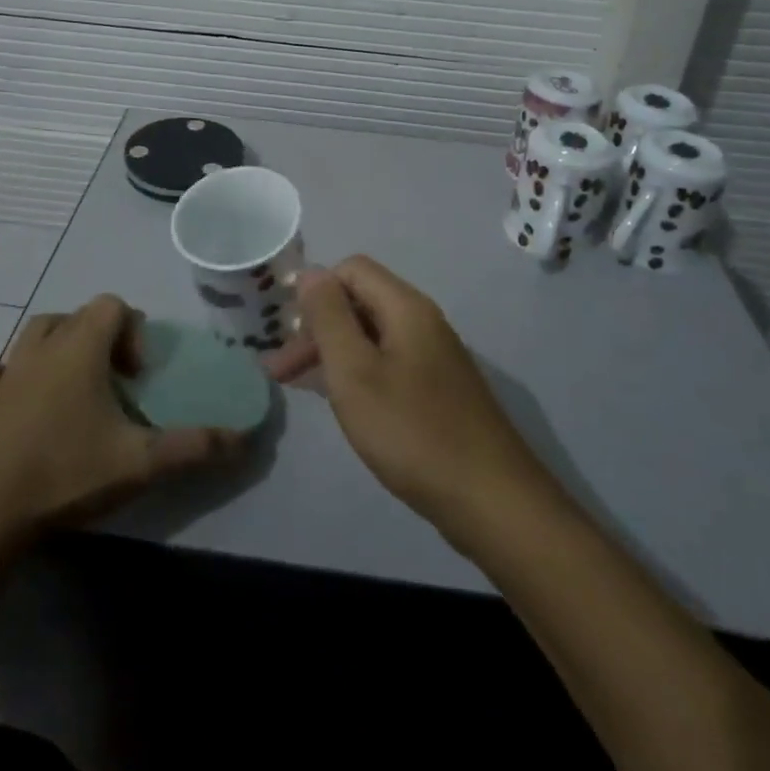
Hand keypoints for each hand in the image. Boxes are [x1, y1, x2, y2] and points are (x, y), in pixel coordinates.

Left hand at [0, 295, 245, 540]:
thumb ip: (194, 446)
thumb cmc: (67, 472)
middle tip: (113, 383)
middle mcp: (41, 347)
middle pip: (76, 316)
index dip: (133, 331)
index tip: (138, 376)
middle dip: (100, 339)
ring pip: (35, 334)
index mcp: (80, 348)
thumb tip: (243, 438)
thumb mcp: (141, 462)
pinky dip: (8, 377)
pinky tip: (19, 402)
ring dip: (58, 347)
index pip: (112, 305)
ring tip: (72, 388)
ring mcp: (6, 372)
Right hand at [265, 257, 549, 540]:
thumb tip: (311, 273)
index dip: (315, 290)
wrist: (492, 501)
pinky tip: (336, 401)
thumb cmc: (412, 431)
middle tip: (278, 369)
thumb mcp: (355, 371)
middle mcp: (422, 322)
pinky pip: (386, 364)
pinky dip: (355, 374)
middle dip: (315, 328)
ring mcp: (433, 357)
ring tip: (293, 384)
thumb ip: (329, 317)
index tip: (285, 329)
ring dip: (330, 353)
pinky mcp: (436, 391)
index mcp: (405, 307)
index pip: (351, 269)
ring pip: (370, 337)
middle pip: (359, 303)